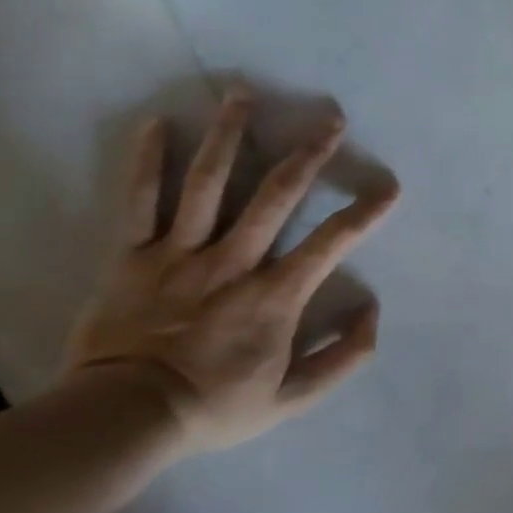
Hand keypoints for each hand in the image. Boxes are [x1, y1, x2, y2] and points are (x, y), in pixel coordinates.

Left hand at [63, 85, 399, 455]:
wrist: (123, 419)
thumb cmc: (215, 406)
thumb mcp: (293, 398)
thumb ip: (342, 358)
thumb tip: (372, 311)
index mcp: (275, 295)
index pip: (331, 243)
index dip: (365, 212)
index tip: (389, 186)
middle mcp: (233, 261)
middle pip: (275, 195)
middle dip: (308, 153)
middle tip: (330, 118)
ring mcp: (179, 253)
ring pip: (208, 183)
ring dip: (229, 134)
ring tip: (243, 93)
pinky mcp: (133, 255)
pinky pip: (139, 200)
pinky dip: (147, 161)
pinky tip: (157, 124)